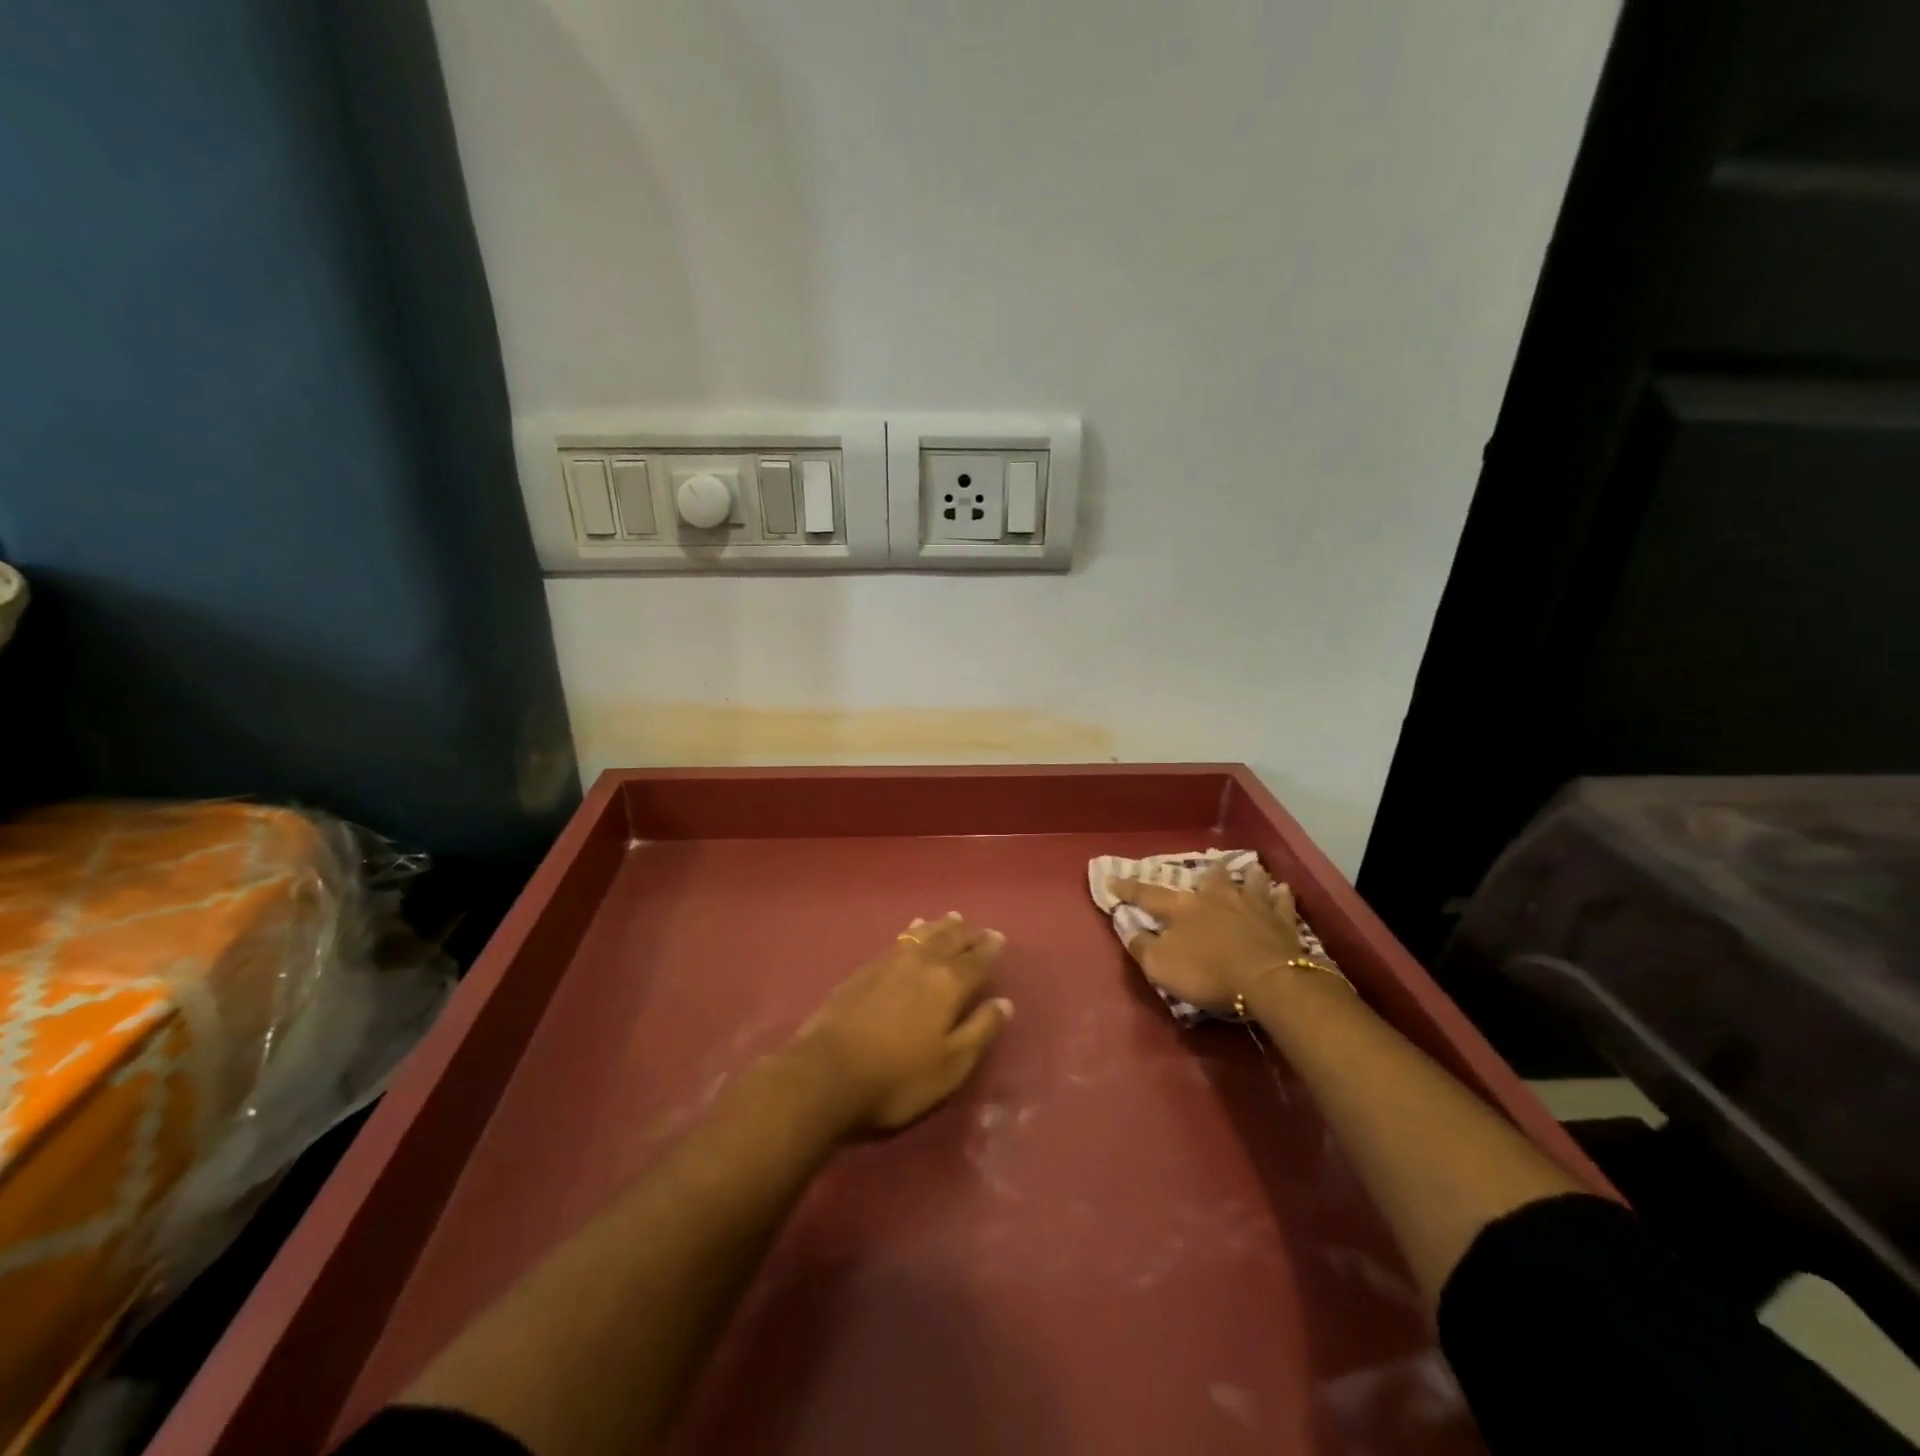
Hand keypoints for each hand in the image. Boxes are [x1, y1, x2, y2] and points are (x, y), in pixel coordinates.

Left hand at [791, 912, 1013, 1132]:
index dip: (989, 948)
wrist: (827, 1072)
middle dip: (966, 933)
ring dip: (940, 926)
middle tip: (978, 928)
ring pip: (923, 934)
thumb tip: (1004, 1002)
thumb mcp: (950, 1065)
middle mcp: (922, 963)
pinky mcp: (865, 969)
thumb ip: (980, 1031)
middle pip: (949, 940)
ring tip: (951, 919)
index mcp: (948, 984)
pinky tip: (911, 931)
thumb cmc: (897, 1078)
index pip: (976, 960)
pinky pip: (899, 939)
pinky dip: (912, 932)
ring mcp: (890, 962)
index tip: (998, 937)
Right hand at [1109, 864, 1309, 1013]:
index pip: (1148, 895)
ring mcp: (1252, 906)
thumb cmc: (1208, 973)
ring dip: (1247, 876)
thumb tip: (1129, 927)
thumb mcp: (1161, 966)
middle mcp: (1216, 898)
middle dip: (1207, 873)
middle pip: (1210, 879)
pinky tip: (1282, 889)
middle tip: (1209, 864)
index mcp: (1183, 908)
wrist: (1268, 979)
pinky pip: (1281, 902)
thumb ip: (1142, 946)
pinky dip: (1280, 895)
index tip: (1112, 879)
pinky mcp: (1282, 921)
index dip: (1128, 888)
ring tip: (1250, 869)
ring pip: (1249, 882)